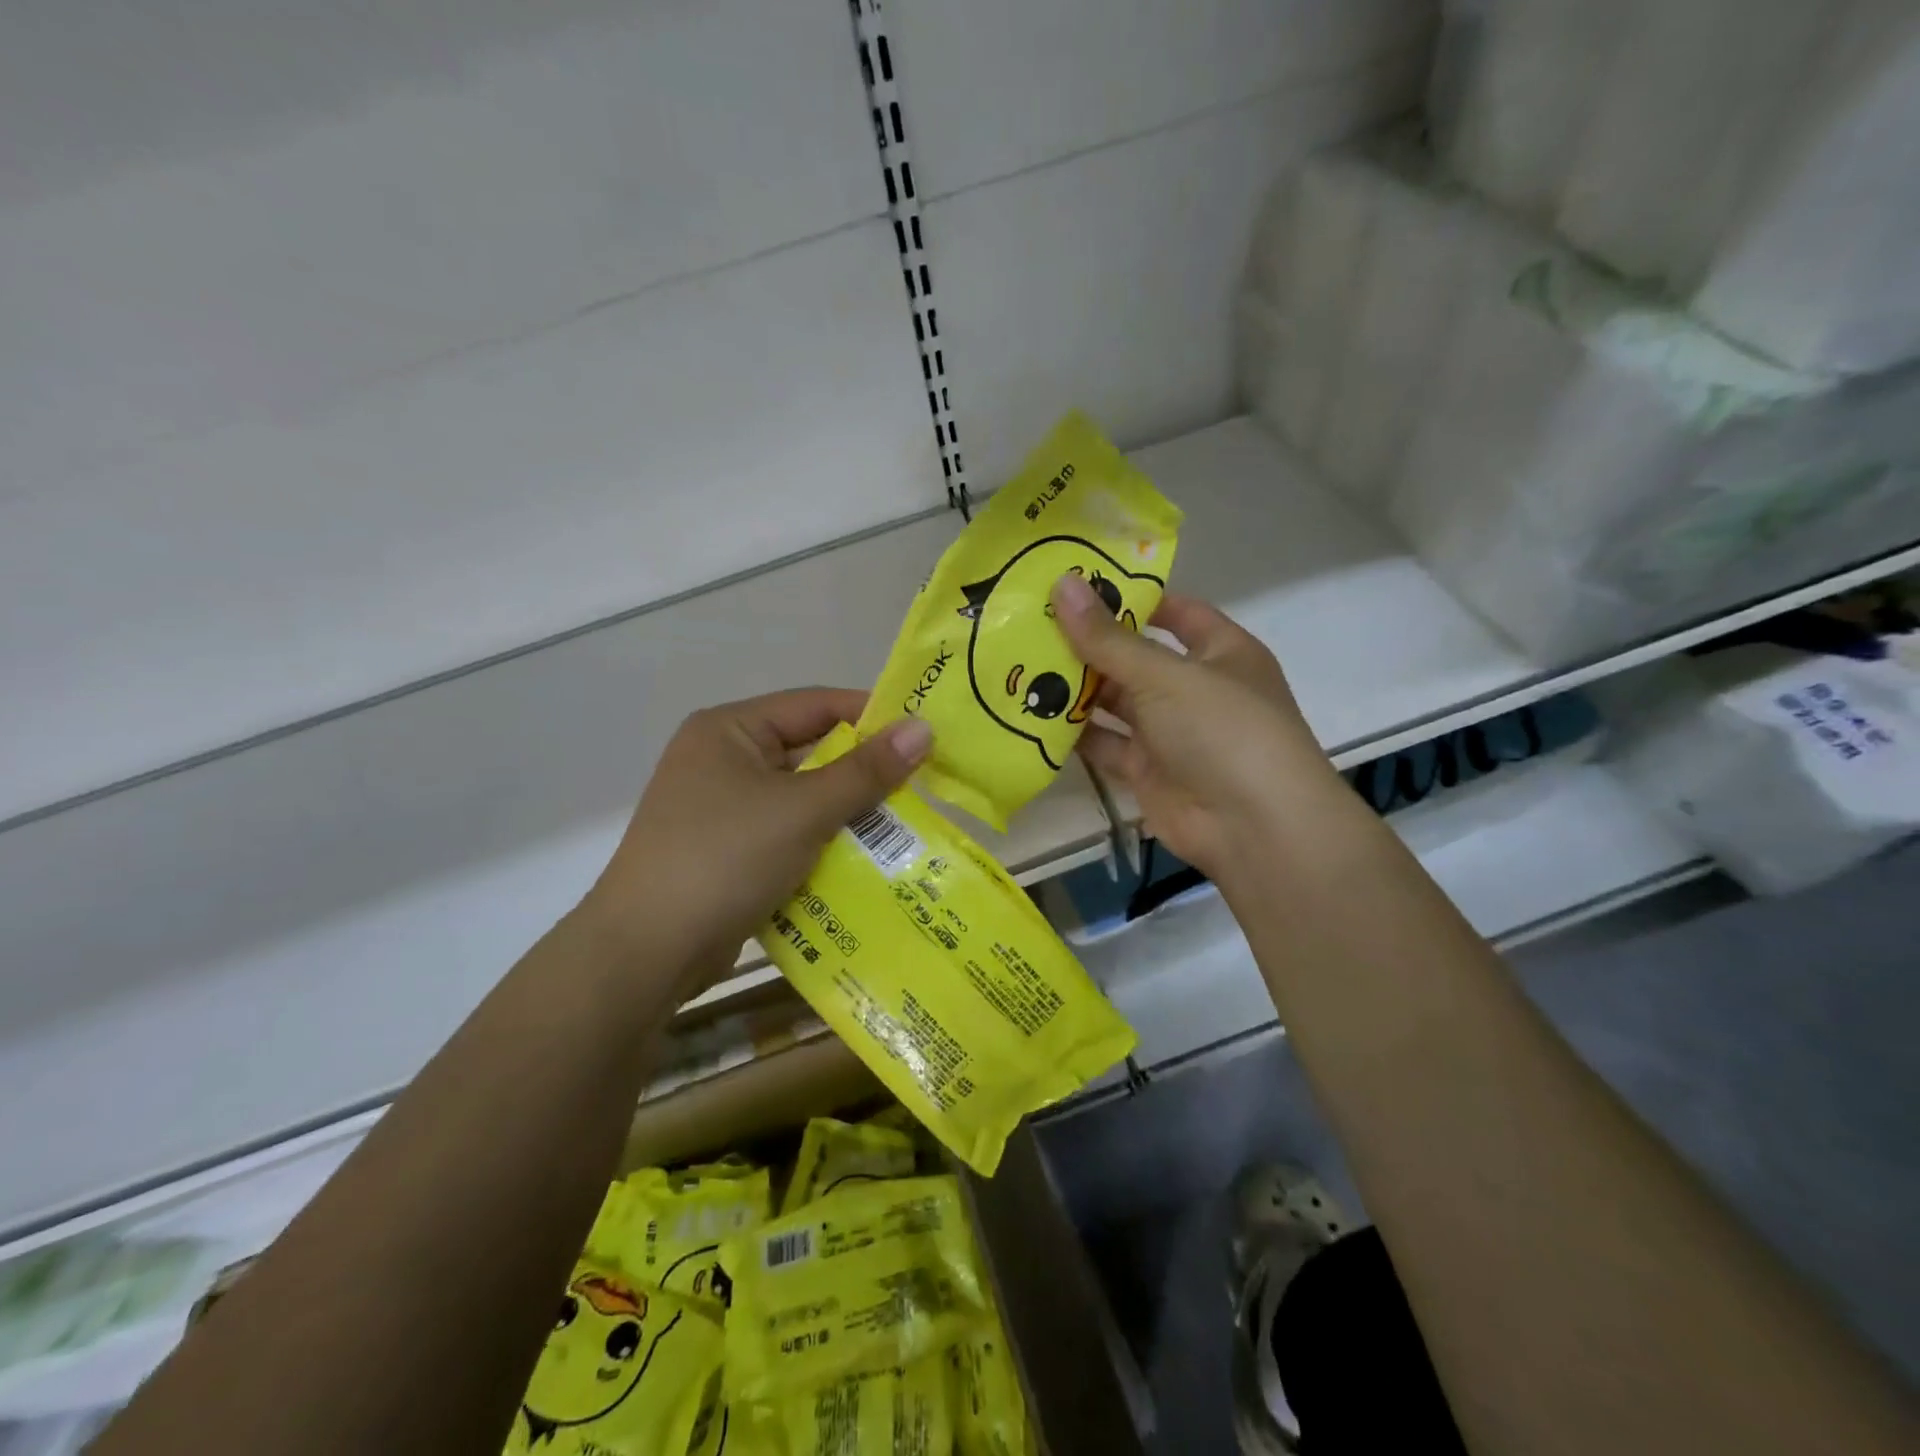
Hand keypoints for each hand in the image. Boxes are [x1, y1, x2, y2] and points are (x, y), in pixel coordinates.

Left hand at [579, 689, 931, 984]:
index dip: (870, 715)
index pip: (814, 705)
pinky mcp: (728, 852)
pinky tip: (865, 864)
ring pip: (802, 799)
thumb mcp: (803, 810)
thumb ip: (865, 771)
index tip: (922, 733)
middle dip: (863, 774)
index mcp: (730, 730)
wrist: (646, 953)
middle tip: (922, 788)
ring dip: (847, 815)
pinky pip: (788, 835)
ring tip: (905, 828)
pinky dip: (823, 845)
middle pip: (810, 754)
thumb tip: (922, 728)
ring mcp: (722, 809)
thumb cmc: (724, 859)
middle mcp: (723, 760)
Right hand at [1051, 575, 1354, 884]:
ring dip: (1075, 688)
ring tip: (1020, 662)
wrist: (1253, 828)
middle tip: (1031, 621)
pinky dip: (1074, 734)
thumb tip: (1062, 583)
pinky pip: (1104, 744)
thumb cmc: (1222, 729)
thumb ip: (1108, 638)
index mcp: (1220, 652)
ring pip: (1115, 703)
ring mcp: (1170, 733)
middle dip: (1089, 644)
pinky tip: (1031, 715)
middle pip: (1136, 657)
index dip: (1132, 598)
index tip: (1078, 585)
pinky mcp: (1147, 771)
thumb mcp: (1165, 675)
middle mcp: (1195, 688)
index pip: (1176, 612)